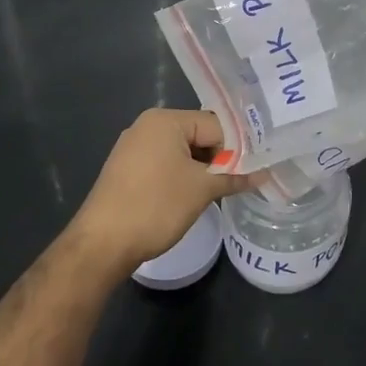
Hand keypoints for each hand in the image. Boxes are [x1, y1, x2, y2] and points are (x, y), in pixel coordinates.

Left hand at [70, 109, 242, 276]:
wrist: (102, 245)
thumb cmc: (155, 206)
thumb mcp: (202, 190)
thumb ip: (234, 176)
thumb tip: (264, 174)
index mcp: (165, 120)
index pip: (216, 125)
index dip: (238, 148)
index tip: (256, 169)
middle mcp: (148, 126)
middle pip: (199, 135)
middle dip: (221, 159)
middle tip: (242, 181)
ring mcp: (134, 148)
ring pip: (183, 152)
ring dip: (203, 170)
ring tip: (222, 191)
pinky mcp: (128, 169)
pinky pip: (166, 164)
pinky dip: (183, 177)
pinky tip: (194, 196)